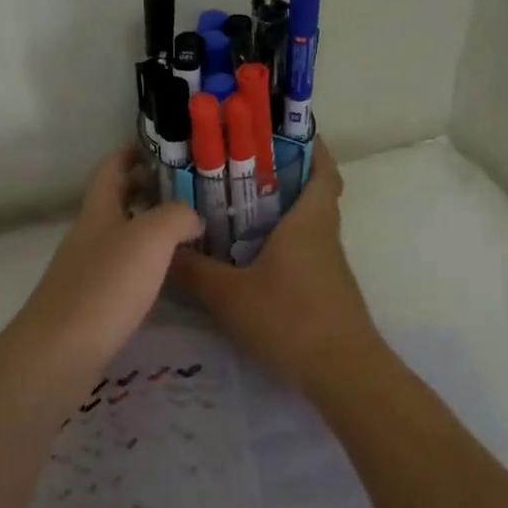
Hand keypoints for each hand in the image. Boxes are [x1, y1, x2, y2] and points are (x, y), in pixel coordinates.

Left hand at [6, 146, 202, 376]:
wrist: (59, 352)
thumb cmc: (105, 286)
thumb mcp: (150, 238)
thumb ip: (176, 217)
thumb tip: (192, 217)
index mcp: (98, 211)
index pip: (110, 168)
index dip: (130, 152)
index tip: (159, 147)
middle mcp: (88, 235)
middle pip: (114, 201)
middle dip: (145, 189)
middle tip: (184, 190)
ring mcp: (85, 270)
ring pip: (119, 236)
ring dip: (147, 227)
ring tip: (185, 231)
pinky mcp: (89, 303)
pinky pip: (121, 269)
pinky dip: (144, 263)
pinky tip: (165, 276)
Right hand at [168, 140, 383, 391]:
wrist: (344, 374)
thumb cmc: (290, 319)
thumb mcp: (230, 296)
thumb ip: (194, 272)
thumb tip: (163, 249)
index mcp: (309, 220)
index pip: (322, 169)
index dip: (310, 147)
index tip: (283, 134)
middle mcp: (324, 234)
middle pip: (313, 194)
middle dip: (284, 177)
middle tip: (241, 170)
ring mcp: (329, 265)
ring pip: (308, 225)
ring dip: (281, 213)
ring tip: (236, 210)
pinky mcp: (328, 290)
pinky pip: (305, 252)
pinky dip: (283, 244)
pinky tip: (251, 259)